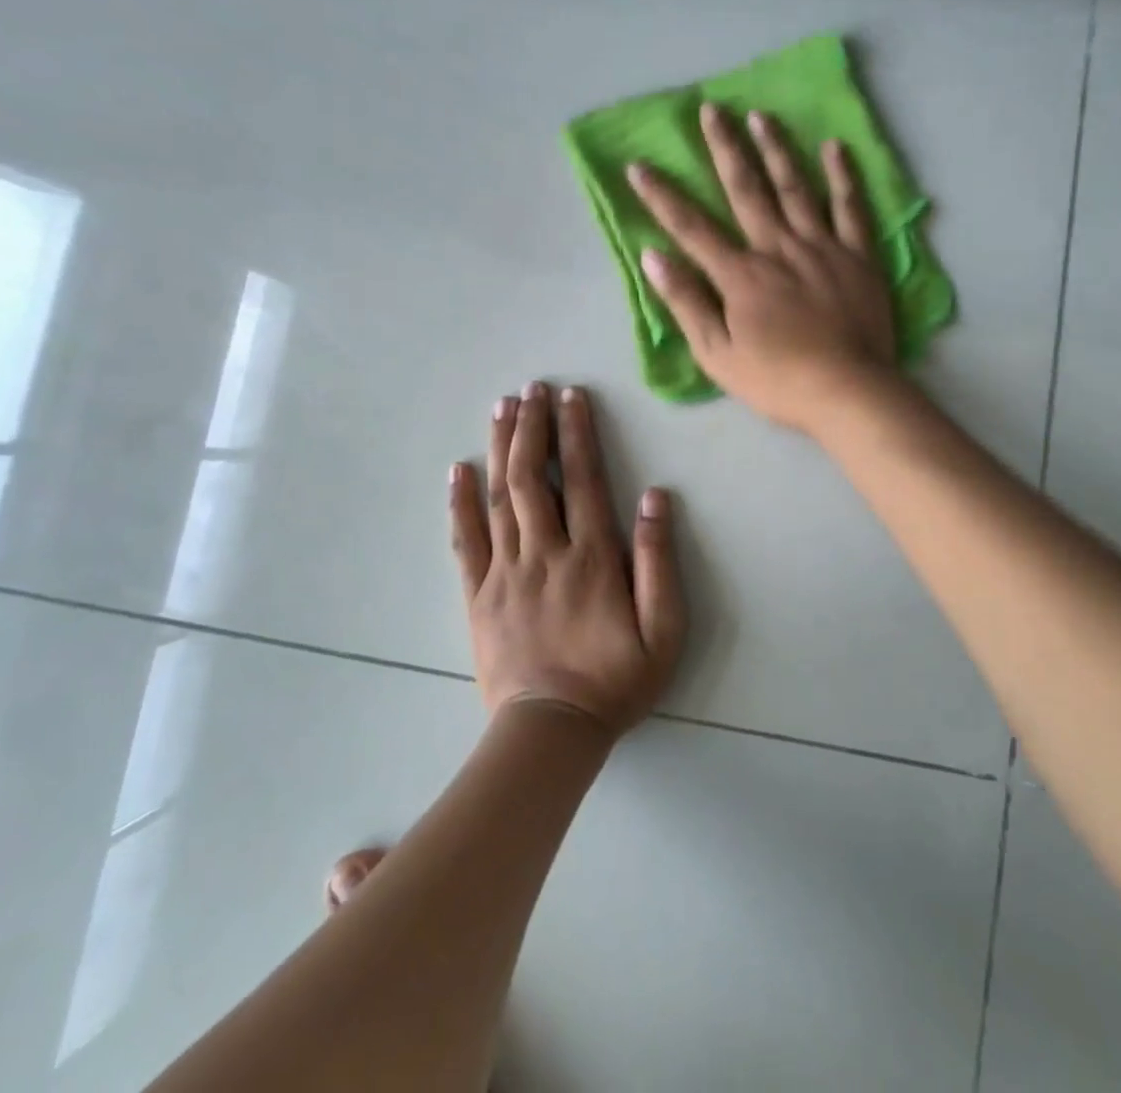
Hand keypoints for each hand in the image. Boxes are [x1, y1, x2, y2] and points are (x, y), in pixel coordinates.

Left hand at [450, 381, 684, 736]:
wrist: (551, 732)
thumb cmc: (615, 680)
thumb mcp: (663, 629)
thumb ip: (659, 561)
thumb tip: (653, 497)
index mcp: (591, 557)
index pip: (582, 479)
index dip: (576, 433)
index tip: (570, 396)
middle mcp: (545, 553)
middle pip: (533, 477)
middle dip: (533, 427)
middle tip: (531, 388)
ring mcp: (505, 572)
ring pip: (499, 498)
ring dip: (500, 448)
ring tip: (501, 408)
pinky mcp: (478, 595)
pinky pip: (465, 540)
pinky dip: (460, 502)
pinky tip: (458, 470)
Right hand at [627, 103, 896, 432]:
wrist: (848, 392)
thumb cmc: (777, 381)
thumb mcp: (717, 354)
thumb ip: (686, 303)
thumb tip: (653, 257)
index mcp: (740, 275)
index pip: (691, 227)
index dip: (662, 196)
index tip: (639, 165)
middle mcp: (778, 248)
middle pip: (746, 190)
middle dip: (724, 148)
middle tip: (711, 109)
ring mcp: (822, 247)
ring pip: (795, 188)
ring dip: (776, 149)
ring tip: (760, 115)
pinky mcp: (858, 256)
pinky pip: (850, 209)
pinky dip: (842, 177)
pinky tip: (834, 148)